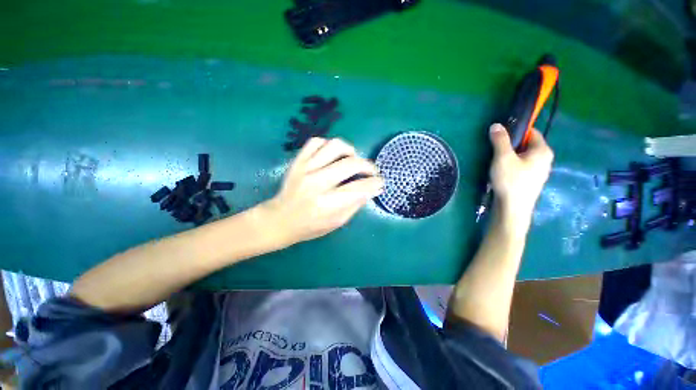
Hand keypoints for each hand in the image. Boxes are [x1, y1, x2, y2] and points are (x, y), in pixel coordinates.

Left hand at [260, 138, 383, 247]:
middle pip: (350, 164)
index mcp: (327, 204)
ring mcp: (305, 169)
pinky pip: (316, 141)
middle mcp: (317, 183)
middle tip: (371, 171)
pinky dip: (329, 145)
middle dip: (368, 166)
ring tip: (352, 160)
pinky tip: (333, 155)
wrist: (280, 219)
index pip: (359, 188)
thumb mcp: (337, 222)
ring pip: (335, 146)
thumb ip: (355, 204)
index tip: (380, 182)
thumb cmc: (310, 226)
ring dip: (350, 151)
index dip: (375, 183)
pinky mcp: (298, 161)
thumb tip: (372, 189)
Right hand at [489, 123, 553, 227]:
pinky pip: (523, 167)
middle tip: (496, 152)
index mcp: (543, 151)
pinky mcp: (532, 181)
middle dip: (511, 146)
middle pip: (527, 145)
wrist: (512, 208)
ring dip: (511, 157)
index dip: (516, 132)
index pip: (532, 133)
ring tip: (497, 164)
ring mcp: (539, 172)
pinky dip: (513, 166)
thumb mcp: (503, 157)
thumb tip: (496, 125)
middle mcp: (545, 160)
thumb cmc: (510, 180)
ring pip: (524, 157)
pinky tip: (502, 174)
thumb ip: (500, 140)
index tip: (500, 138)